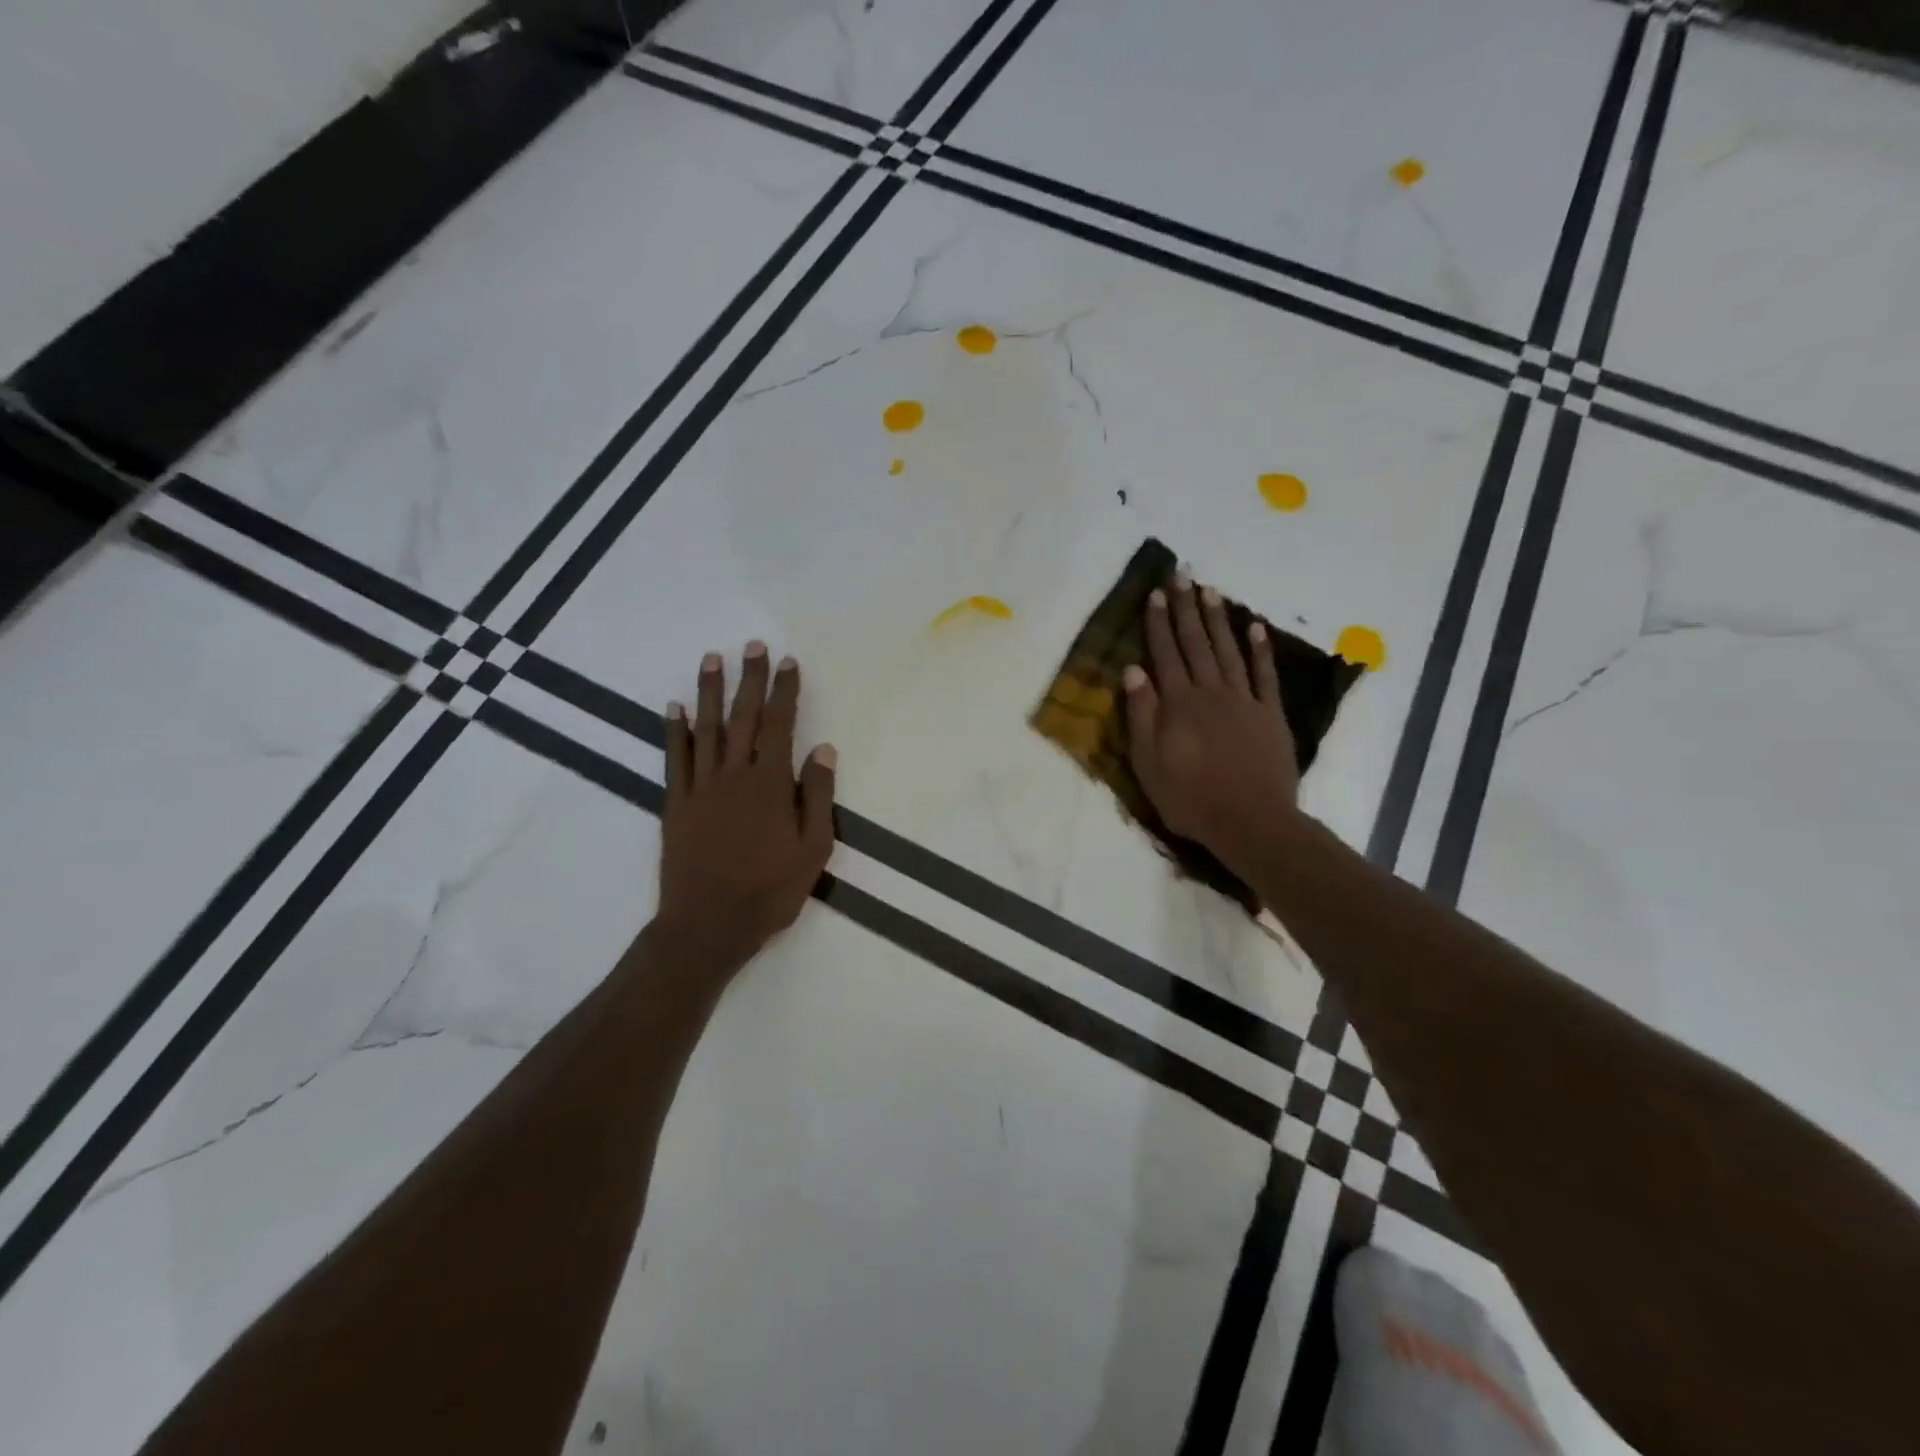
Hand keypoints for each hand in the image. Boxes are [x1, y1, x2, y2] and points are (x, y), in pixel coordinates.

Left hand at [658, 642, 836, 970]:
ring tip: (712, 659)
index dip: (784, 691)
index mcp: (770, 784)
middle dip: (749, 679)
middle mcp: (734, 775)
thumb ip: (817, 796)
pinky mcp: (676, 804)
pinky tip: (673, 707)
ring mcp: (700, 788)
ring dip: (709, 692)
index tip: (788, 662)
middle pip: (742, 717)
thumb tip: (823, 749)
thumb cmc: (769, 891)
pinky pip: (675, 758)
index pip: (780, 725)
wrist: (708, 925)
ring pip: (705, 729)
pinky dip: (674, 731)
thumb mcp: (813, 850)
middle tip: (752, 645)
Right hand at [1123, 575, 1300, 869]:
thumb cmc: (1190, 798)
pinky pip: (1265, 675)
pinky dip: (1260, 650)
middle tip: (1183, 576)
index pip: (1165, 654)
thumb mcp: (1148, 763)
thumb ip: (1141, 715)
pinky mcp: (1270, 715)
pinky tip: (1255, 627)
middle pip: (1196, 644)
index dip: (1159, 623)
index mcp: (1178, 704)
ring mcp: (1244, 701)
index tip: (1155, 594)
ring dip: (1218, 620)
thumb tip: (1133, 670)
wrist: (1250, 822)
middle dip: (1187, 609)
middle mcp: (1210, 692)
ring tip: (1212, 591)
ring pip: (1228, 651)